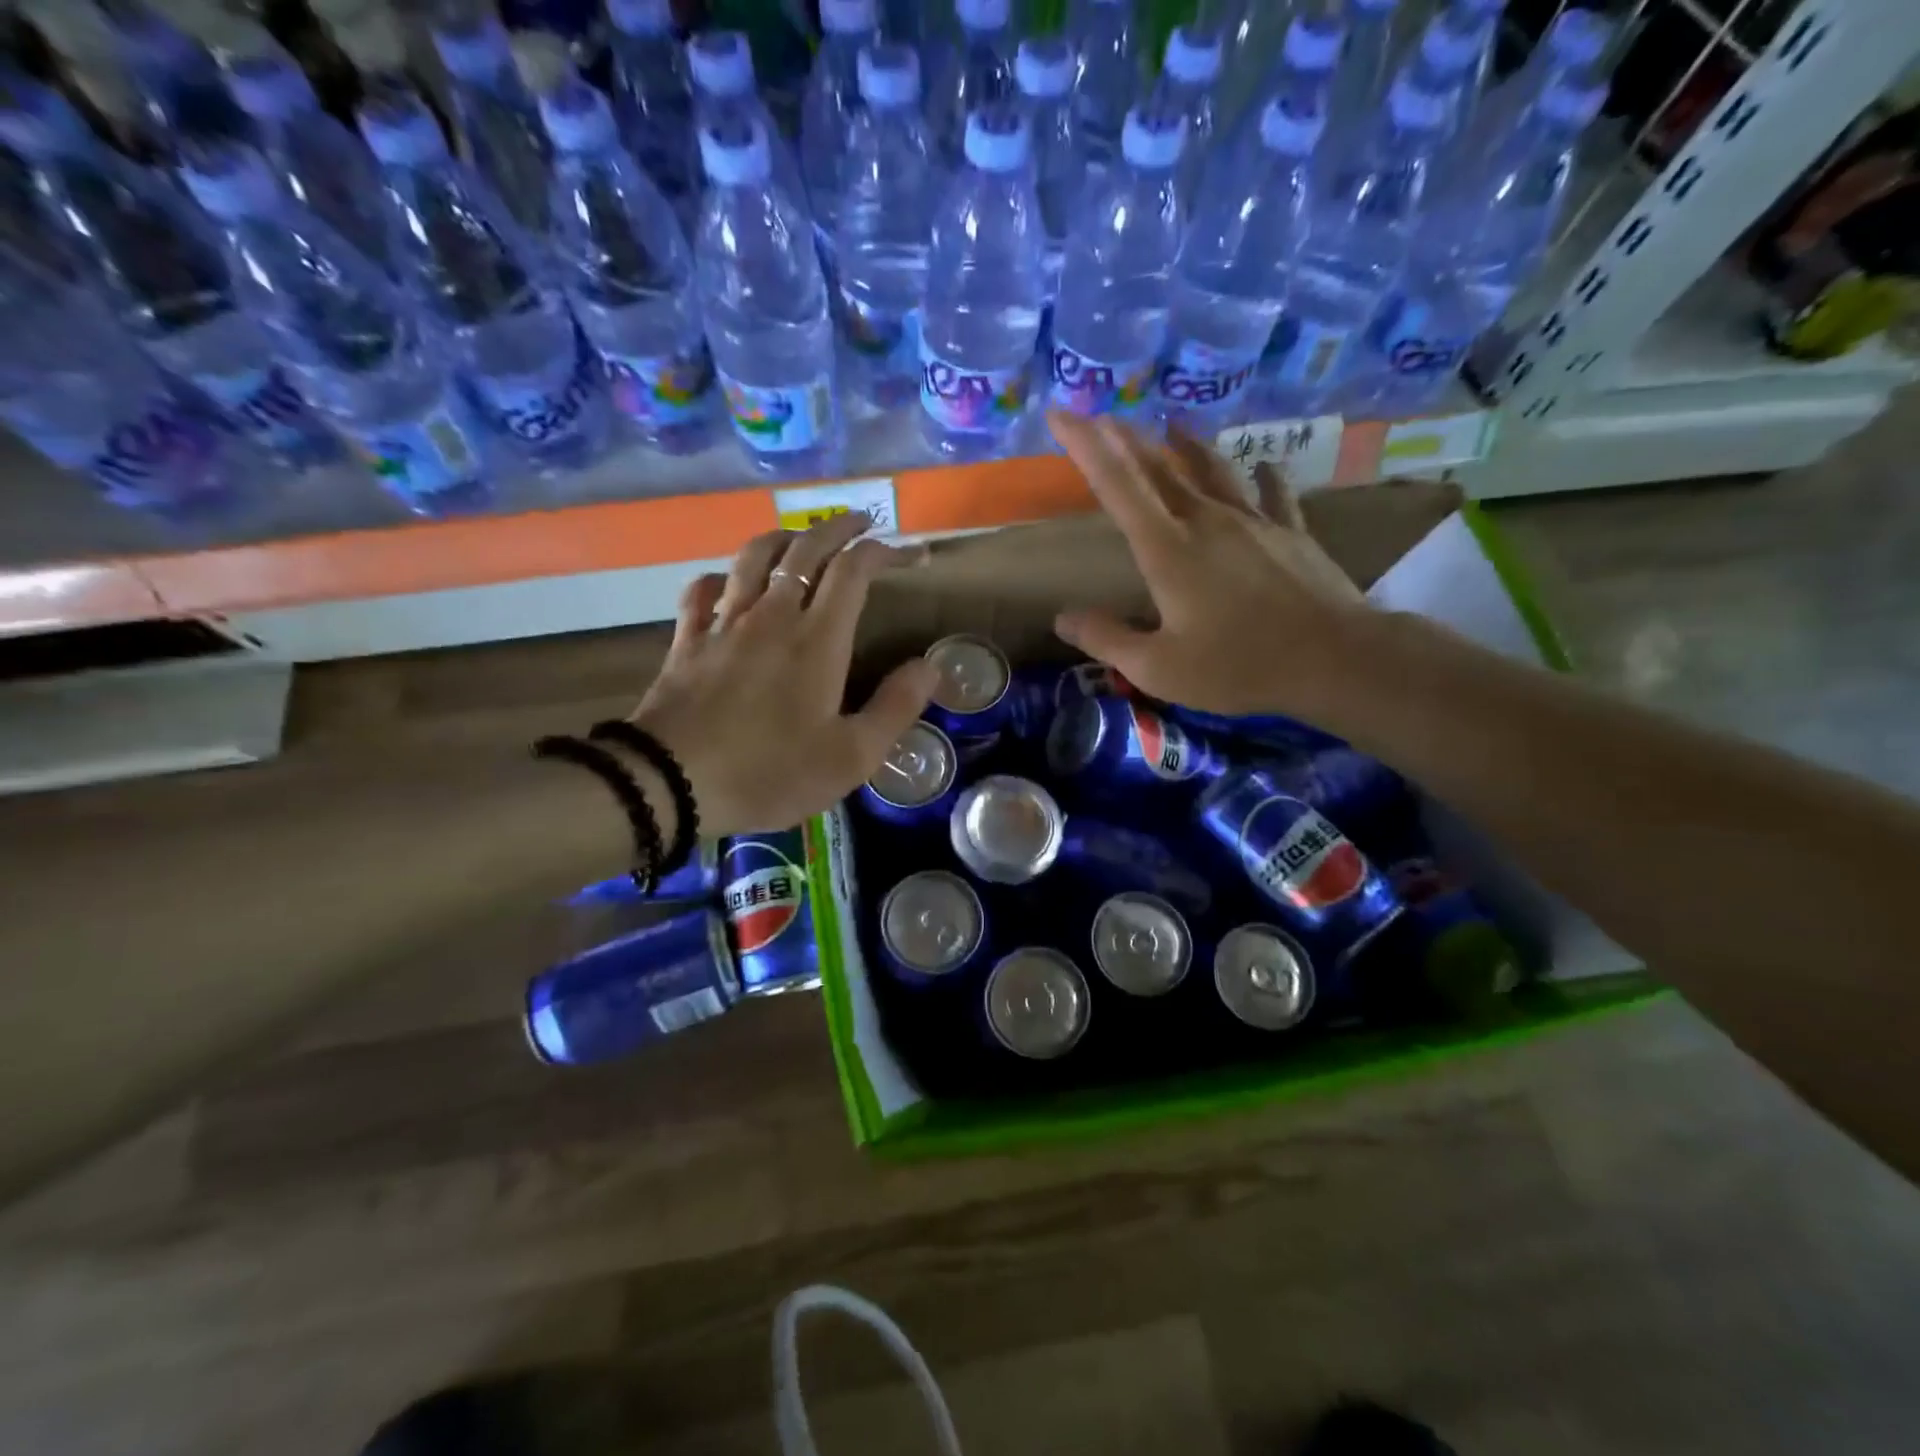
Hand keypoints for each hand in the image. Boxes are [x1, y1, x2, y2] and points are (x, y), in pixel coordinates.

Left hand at [630, 513, 937, 835]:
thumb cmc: (771, 772)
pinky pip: (703, 590)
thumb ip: (895, 708)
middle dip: (839, 528)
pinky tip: (728, 584)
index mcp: (818, 640)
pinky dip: (722, 577)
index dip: (884, 552)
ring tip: (803, 539)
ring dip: (785, 538)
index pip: (854, 571)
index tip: (908, 555)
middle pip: (806, 549)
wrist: (672, 783)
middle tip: (862, 522)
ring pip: (754, 557)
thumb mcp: (851, 756)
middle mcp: (772, 616)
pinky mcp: (688, 640)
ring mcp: (724, 623)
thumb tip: (930, 666)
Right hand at [1047, 410, 1370, 720]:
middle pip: (1159, 468)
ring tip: (1173, 425)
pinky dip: (1264, 476)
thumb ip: (1107, 639)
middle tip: (1102, 416)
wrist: (1335, 658)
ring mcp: (1254, 521)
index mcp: (1167, 549)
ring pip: (1213, 469)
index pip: (1116, 484)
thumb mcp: (1158, 668)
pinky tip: (1265, 465)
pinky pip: (1274, 493)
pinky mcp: (1291, 532)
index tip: (1061, 414)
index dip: (1084, 446)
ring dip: (1187, 446)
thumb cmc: (1238, 666)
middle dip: (1125, 438)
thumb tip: (1063, 618)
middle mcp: (1207, 521)